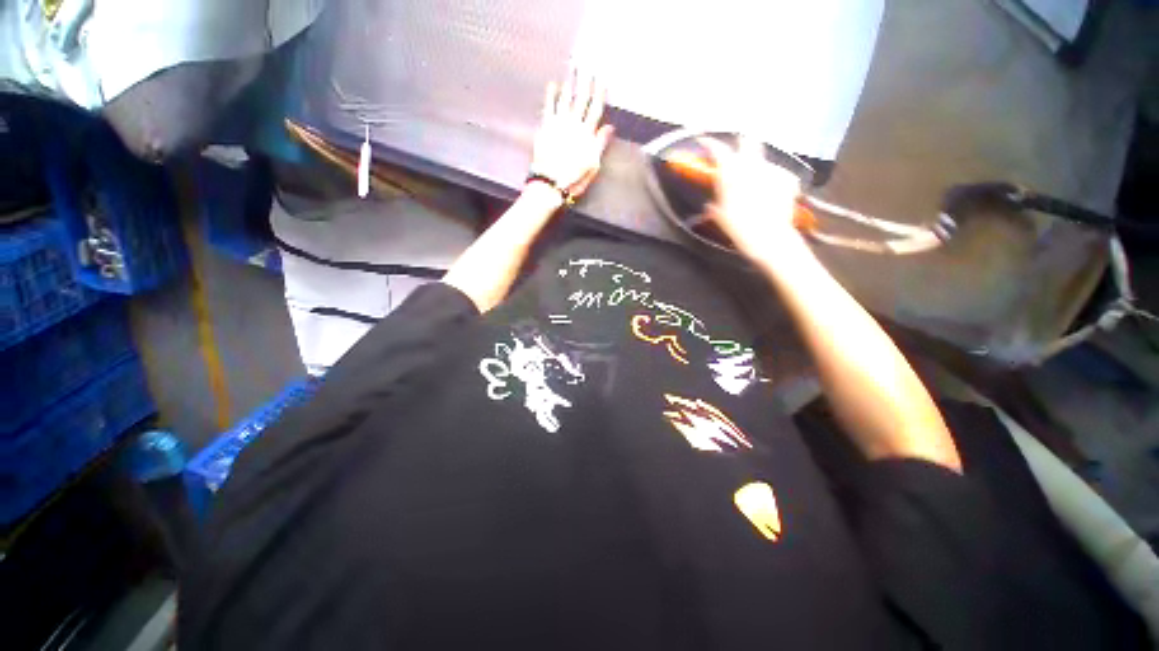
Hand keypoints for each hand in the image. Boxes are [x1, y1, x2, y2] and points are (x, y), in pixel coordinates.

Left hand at [529, 69, 614, 201]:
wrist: (550, 183)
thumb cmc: (573, 178)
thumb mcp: (592, 165)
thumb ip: (600, 144)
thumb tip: (609, 127)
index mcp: (587, 135)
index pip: (595, 110)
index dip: (599, 94)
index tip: (602, 81)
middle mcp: (574, 126)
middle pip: (581, 100)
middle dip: (585, 83)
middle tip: (588, 67)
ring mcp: (559, 125)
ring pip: (566, 99)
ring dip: (570, 83)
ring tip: (573, 69)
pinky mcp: (546, 128)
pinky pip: (549, 107)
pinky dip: (551, 95)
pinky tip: (553, 85)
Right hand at [700, 137, 805, 259]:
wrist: (768, 236)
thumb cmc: (738, 226)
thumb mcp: (720, 216)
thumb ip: (715, 205)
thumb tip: (710, 206)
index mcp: (732, 172)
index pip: (718, 149)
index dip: (709, 143)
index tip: (703, 140)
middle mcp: (752, 164)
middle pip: (748, 141)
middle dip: (742, 142)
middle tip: (737, 151)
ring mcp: (773, 169)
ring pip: (763, 162)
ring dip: (757, 169)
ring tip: (756, 187)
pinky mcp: (788, 177)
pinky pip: (778, 175)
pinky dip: (773, 182)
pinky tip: (771, 195)